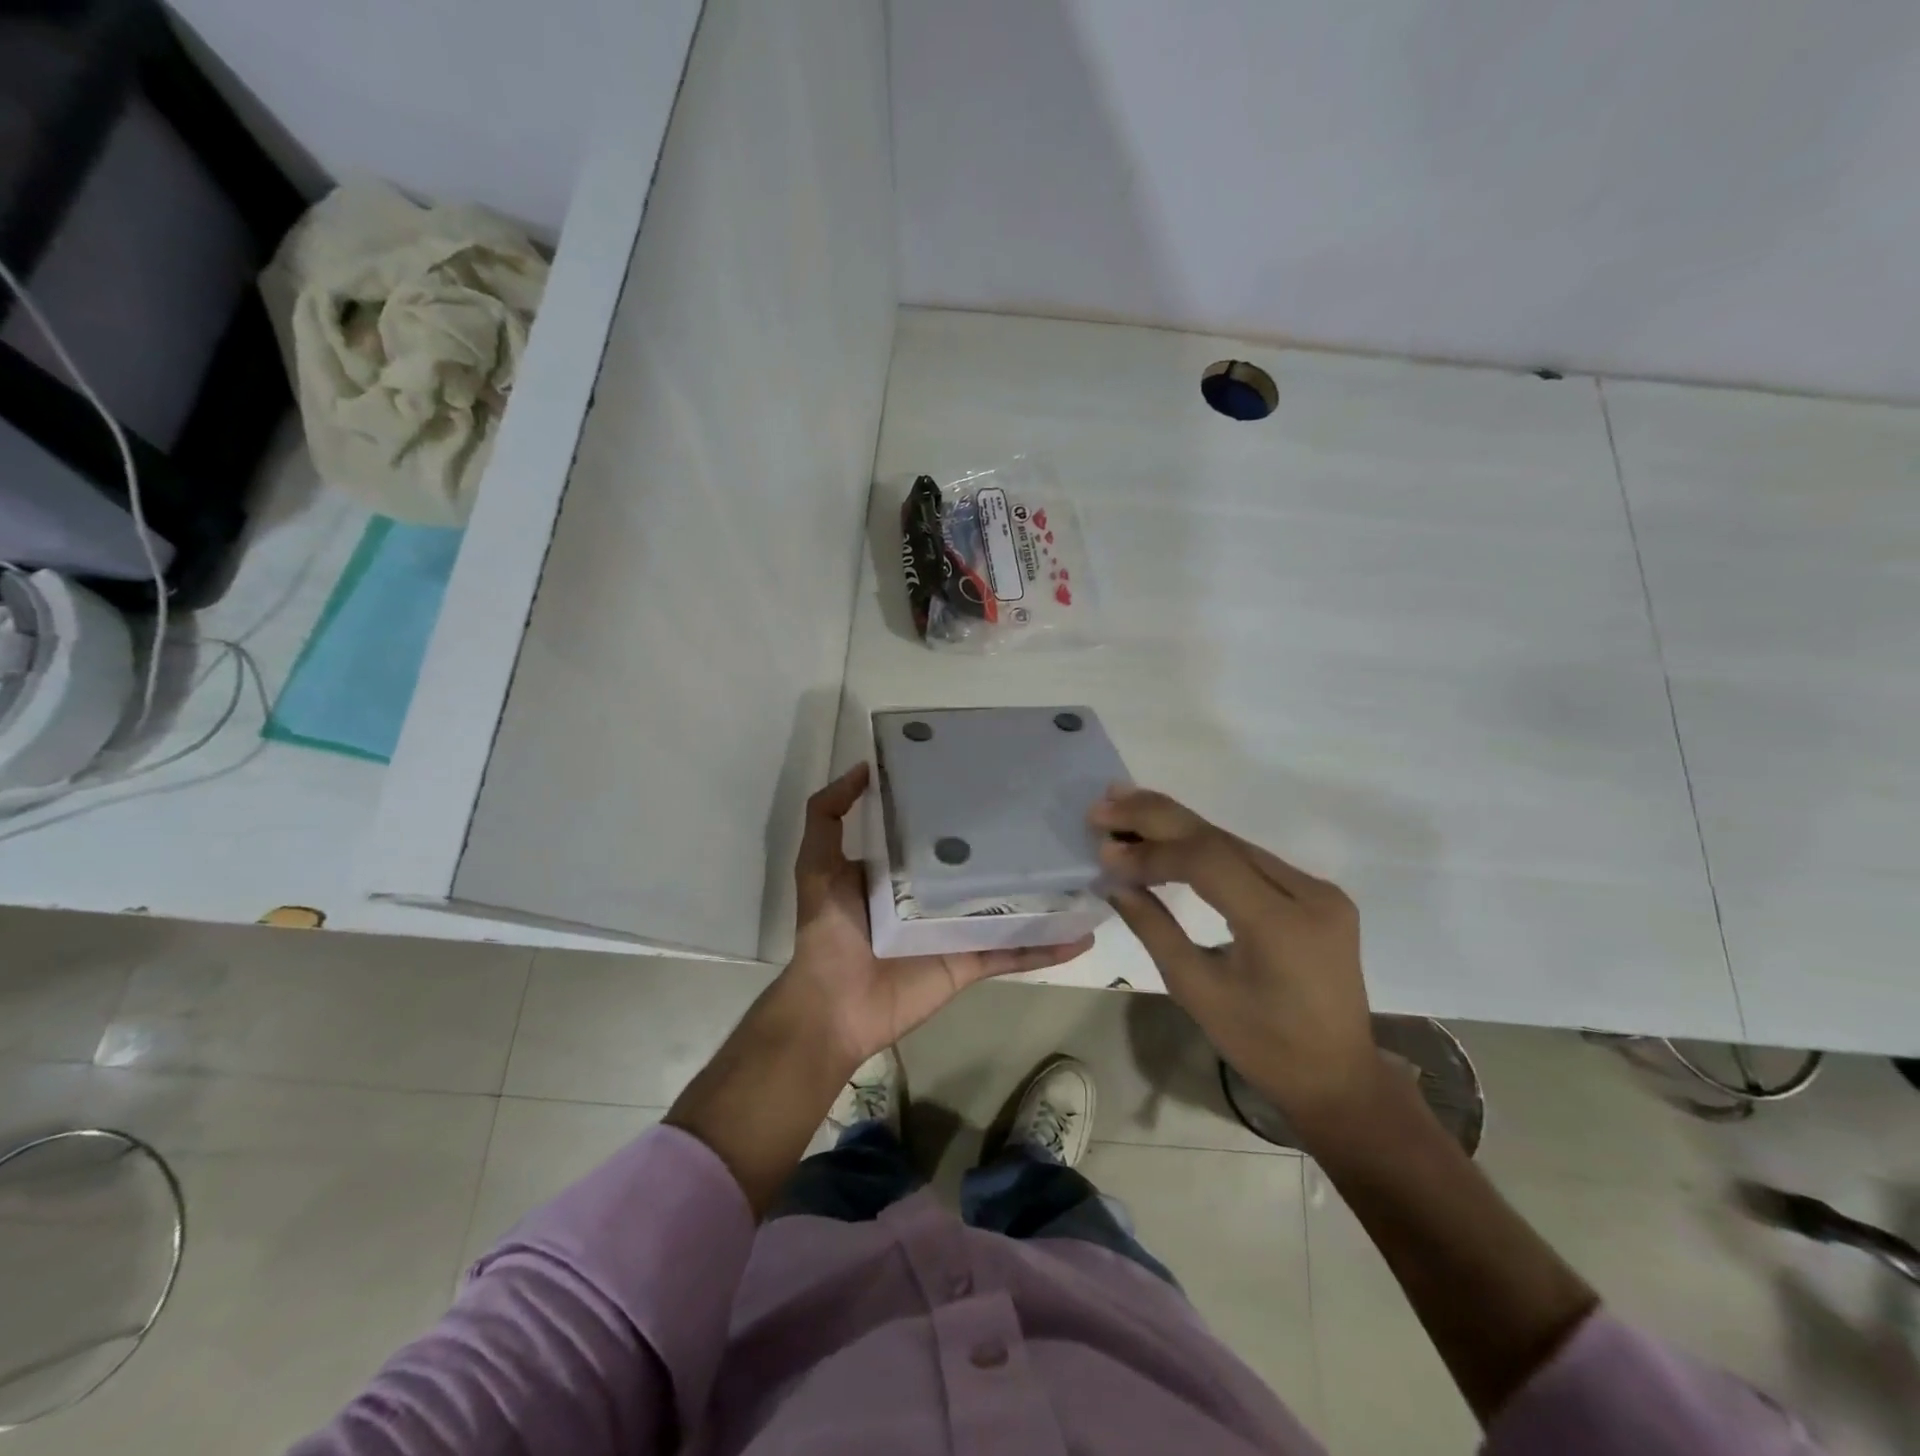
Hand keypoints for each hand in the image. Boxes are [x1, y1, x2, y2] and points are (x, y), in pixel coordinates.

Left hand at [779, 763, 1093, 1073]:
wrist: (834, 1006)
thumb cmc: (830, 929)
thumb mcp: (817, 863)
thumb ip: (828, 815)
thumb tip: (864, 768)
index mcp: (902, 871)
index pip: (940, 832)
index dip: (964, 809)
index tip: (996, 781)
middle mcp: (933, 896)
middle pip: (981, 868)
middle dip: (1014, 847)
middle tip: (1059, 819)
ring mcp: (956, 931)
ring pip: (1007, 907)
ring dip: (1044, 896)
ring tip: (1088, 872)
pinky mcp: (969, 963)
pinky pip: (1013, 952)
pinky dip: (1047, 946)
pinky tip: (1084, 935)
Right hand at [1091, 787, 1378, 1135]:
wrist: (1339, 1078)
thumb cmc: (1264, 1047)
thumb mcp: (1198, 991)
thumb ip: (1154, 928)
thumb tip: (1114, 881)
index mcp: (1281, 925)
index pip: (1207, 863)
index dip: (1151, 852)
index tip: (1104, 851)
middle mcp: (1308, 893)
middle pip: (1221, 838)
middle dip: (1157, 816)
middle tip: (1104, 804)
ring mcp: (1318, 889)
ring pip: (1234, 842)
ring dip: (1177, 826)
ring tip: (1124, 809)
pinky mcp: (1316, 893)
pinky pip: (1249, 859)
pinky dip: (1203, 847)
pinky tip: (1168, 837)